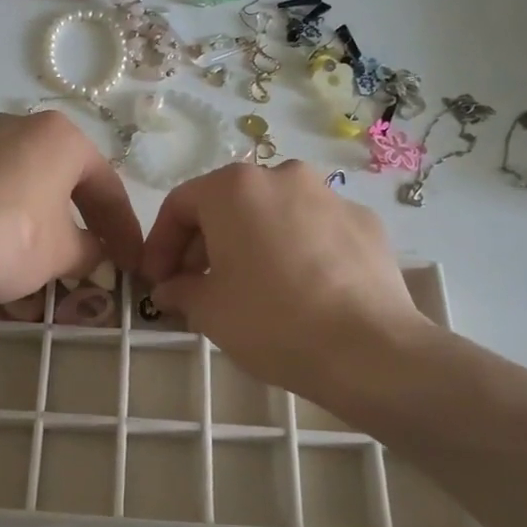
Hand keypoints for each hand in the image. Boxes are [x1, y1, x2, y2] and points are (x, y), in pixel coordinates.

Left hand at [0, 112, 142, 306]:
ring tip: (55, 258)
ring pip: (30, 185)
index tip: (133, 263)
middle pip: (67, 179)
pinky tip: (10, 249)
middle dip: (86, 222)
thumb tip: (94, 252)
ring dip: (48, 221)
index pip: (107, 186)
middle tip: (100, 258)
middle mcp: (21, 126)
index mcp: (60, 136)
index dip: (124, 230)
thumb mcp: (61, 253)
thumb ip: (90, 251)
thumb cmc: (6, 238)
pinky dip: (13, 218)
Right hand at [140, 161, 433, 397]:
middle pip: (227, 205)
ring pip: (273, 214)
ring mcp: (330, 196)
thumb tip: (169, 289)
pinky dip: (295, 250)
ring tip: (248, 289)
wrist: (370, 350)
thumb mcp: (209, 311)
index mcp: (234, 188)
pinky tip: (298, 290)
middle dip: (205, 245)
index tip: (157, 281)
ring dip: (250, 244)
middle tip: (197, 287)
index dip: (160, 244)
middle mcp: (282, 176)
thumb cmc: (272, 321)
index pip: (180, 205)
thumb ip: (180, 291)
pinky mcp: (365, 223)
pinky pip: (314, 230)